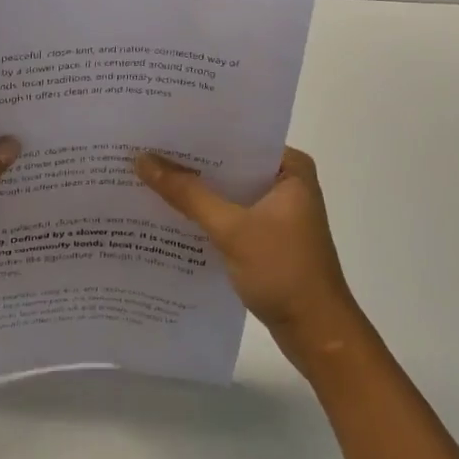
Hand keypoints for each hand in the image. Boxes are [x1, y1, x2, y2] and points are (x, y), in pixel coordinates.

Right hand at [135, 147, 367, 374]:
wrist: (317, 335)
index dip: (198, 131)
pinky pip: (227, 214)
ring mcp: (275, 211)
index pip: (237, 137)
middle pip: (229, 164)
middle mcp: (285, 182)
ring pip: (226, 191)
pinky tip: (167, 212)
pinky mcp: (264, 236)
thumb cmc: (284, 271)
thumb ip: (188, 194)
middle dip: (190, 161)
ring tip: (146, 174)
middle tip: (143, 147)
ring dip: (194, 190)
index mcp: (290, 167)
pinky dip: (203, 214)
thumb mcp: (231, 229)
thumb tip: (142, 160)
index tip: (158, 124)